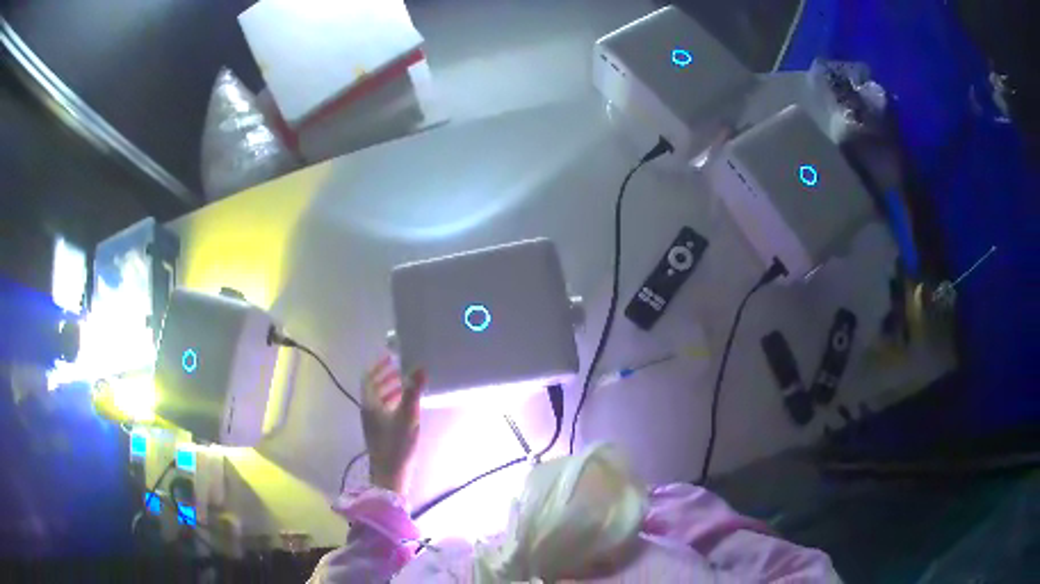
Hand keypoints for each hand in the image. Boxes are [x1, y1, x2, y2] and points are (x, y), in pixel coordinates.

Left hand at [360, 355, 424, 494]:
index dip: (378, 365)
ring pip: (378, 400)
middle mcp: (368, 411)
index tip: (391, 356)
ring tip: (406, 386)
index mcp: (370, 404)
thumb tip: (420, 366)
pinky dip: (393, 403)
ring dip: (390, 390)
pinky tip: (407, 409)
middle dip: (386, 377)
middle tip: (401, 369)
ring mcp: (373, 424)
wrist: (390, 475)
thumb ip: (413, 391)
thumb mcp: (407, 415)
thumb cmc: (396, 443)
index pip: (368, 377)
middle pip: (372, 388)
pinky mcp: (380, 434)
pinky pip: (383, 411)